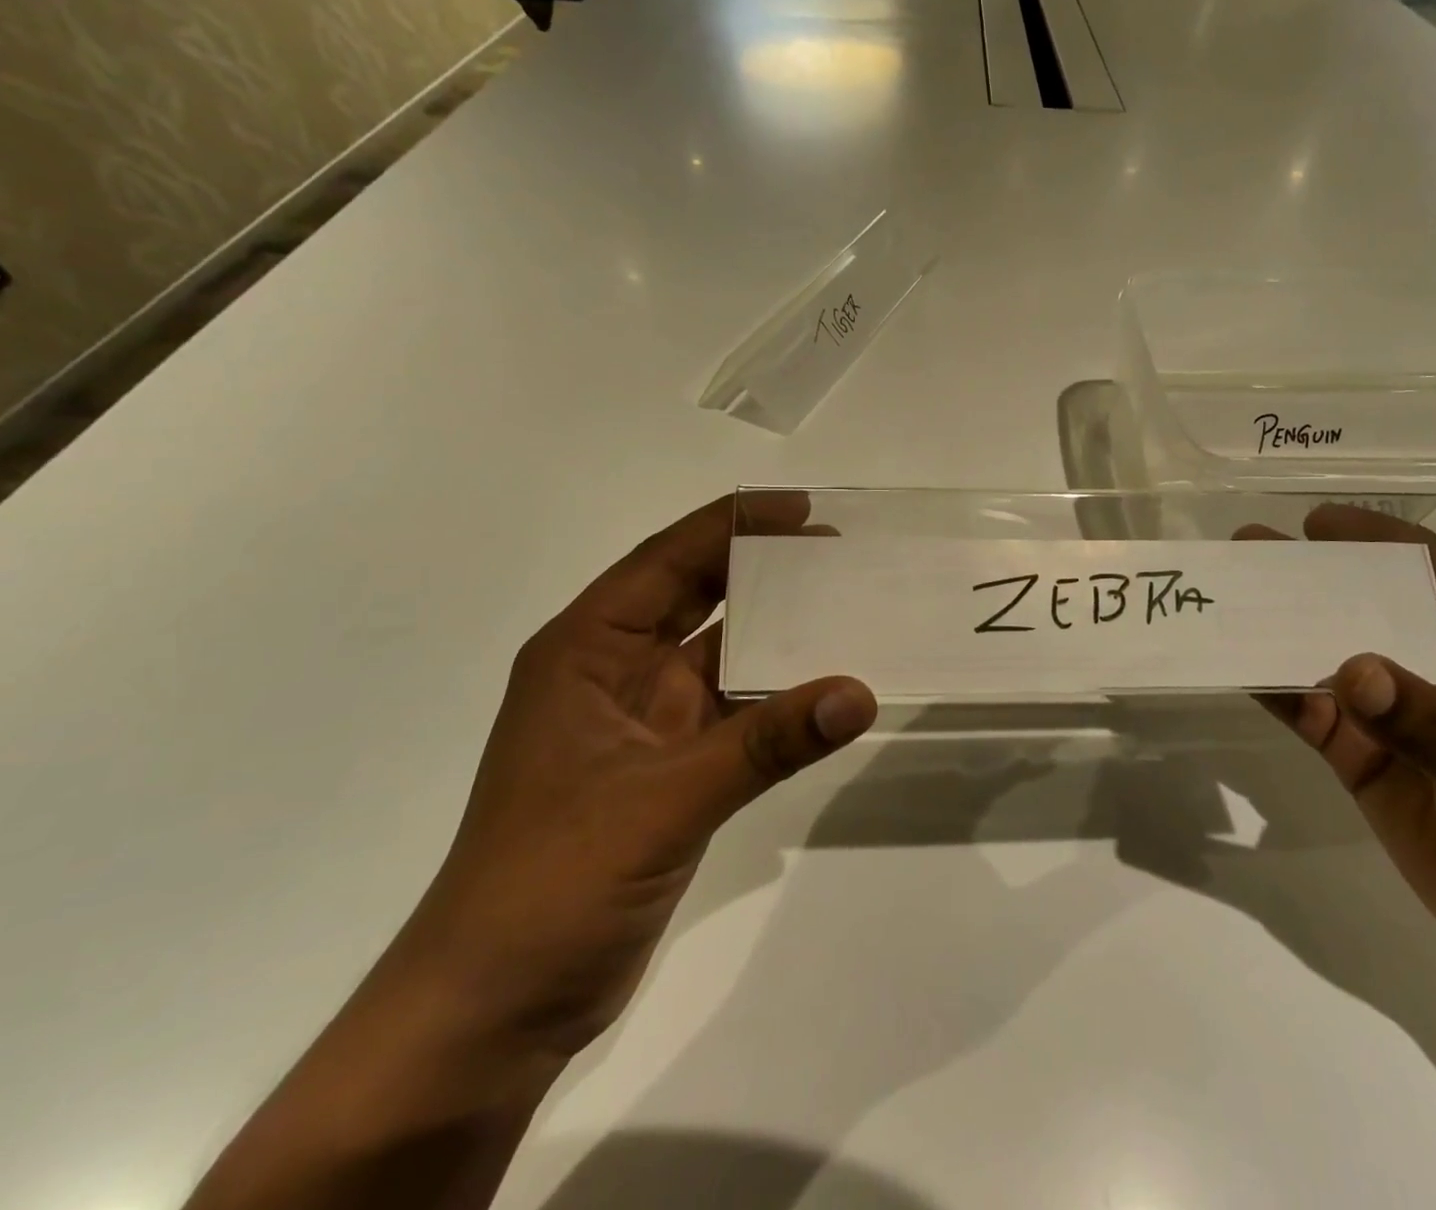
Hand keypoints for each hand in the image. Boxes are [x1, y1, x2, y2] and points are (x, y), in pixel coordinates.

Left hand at [391, 493, 876, 1073]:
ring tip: (846, 606)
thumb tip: (859, 693)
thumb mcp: (663, 800)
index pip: (667, 562)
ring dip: (776, 634)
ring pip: (721, 655)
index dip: (732, 525)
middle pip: (696, 597)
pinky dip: (778, 697)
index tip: (803, 508)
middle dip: (762, 569)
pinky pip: (735, 711)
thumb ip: (766, 742)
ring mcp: (643, 723)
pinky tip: (826, 689)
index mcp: (586, 651)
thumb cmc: (552, 883)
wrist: (493, 1011)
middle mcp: (614, 673)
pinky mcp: (669, 769)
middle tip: (838, 549)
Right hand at [1253, 507, 1435, 990]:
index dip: (1374, 539)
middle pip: (1365, 609)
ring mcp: (1397, 717)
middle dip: (1309, 580)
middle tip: (1248, 549)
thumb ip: (1426, 719)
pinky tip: (1241, 672)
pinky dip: (1278, 693)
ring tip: (1228, 601)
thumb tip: (1348, 668)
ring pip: (1329, 659)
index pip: (1430, 572)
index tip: (1314, 522)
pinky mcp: (1366, 759)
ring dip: (1281, 632)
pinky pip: (1313, 714)